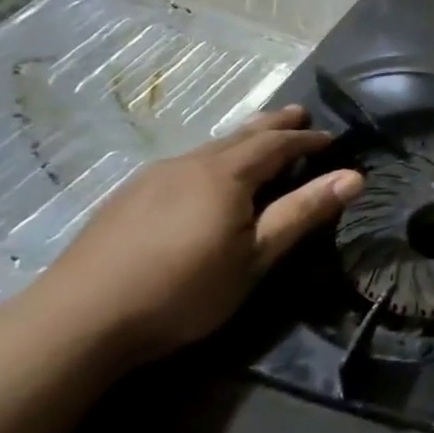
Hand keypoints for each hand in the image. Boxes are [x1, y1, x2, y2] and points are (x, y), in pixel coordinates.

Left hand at [26, 105, 363, 362]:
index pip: (276, 144)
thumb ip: (302, 213)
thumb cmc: (184, 289)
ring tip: (259, 140)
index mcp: (225, 174)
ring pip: (209, 149)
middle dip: (273, 125)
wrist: (79, 319)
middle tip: (298, 113)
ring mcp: (152, 178)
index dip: (307, 140)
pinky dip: (213, 160)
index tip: (332, 139)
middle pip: (240, 136)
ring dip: (241, 141)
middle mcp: (189, 164)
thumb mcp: (256, 257)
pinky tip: (207, 178)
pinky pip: (185, 165)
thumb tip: (354, 177)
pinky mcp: (128, 198)